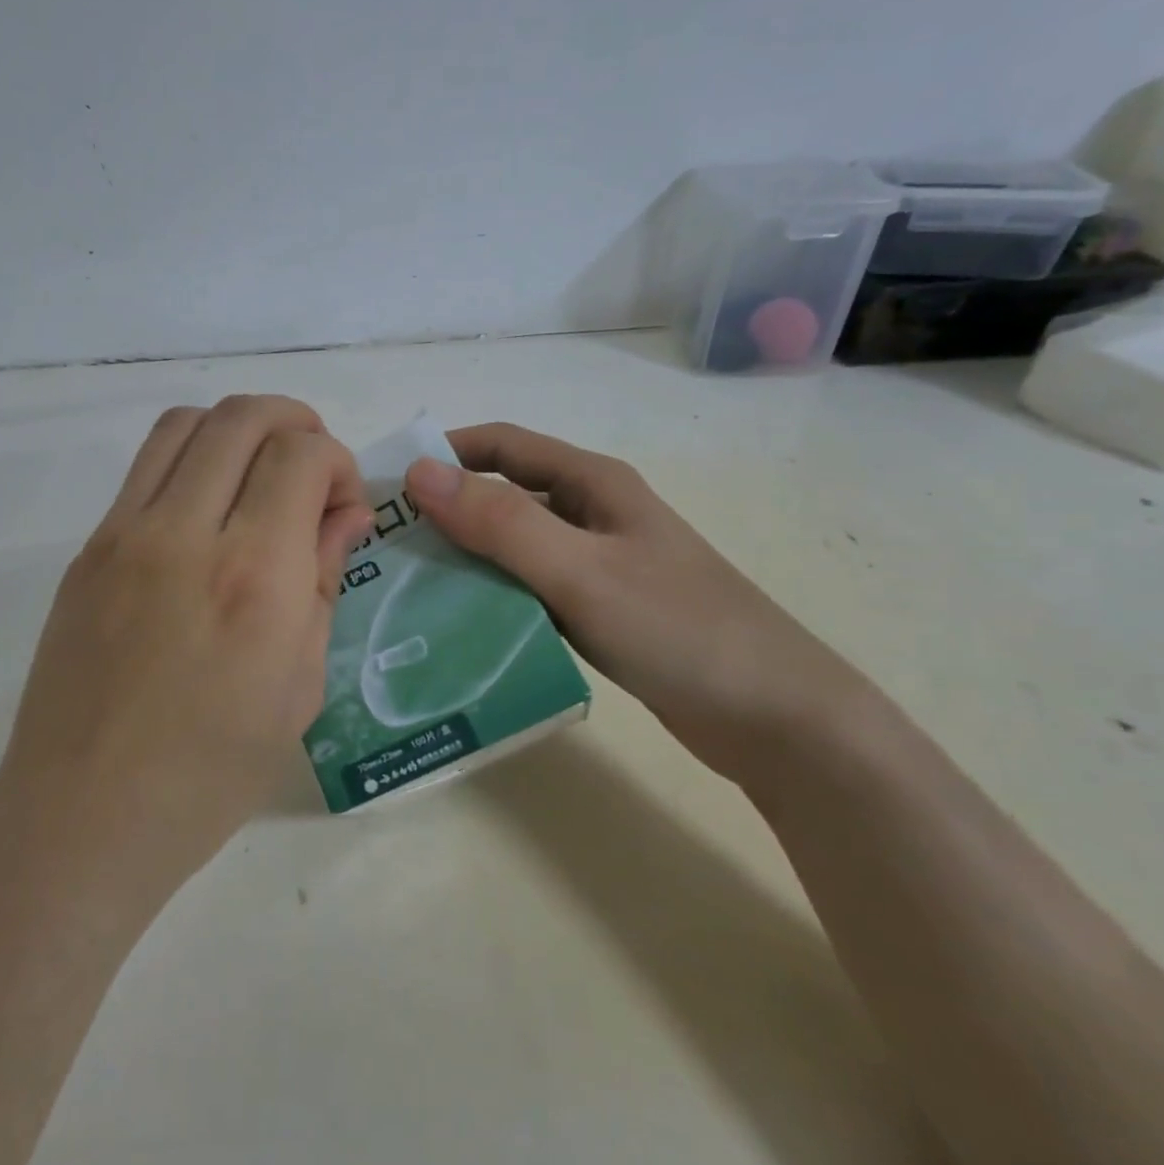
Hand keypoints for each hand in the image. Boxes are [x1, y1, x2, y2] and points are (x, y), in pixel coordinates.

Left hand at [0, 395, 372, 883]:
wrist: (85, 815)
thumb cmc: (210, 771)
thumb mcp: (299, 687)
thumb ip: (323, 582)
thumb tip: (345, 514)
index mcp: (253, 577)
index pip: (301, 455)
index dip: (336, 462)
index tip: (342, 506)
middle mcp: (185, 534)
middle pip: (242, 416)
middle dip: (294, 422)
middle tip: (310, 471)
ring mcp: (124, 534)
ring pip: (185, 423)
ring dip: (236, 430)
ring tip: (257, 476)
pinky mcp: (88, 549)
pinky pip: (145, 468)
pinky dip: (190, 462)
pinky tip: (206, 515)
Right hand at [404, 423, 874, 786]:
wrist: (777, 719)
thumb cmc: (679, 629)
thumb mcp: (579, 570)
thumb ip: (499, 522)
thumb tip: (417, 474)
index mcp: (592, 483)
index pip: (500, 445)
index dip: (443, 454)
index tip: (387, 487)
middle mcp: (591, 514)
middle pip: (502, 497)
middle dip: (445, 513)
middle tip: (386, 550)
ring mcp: (598, 565)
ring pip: (514, 547)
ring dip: (465, 559)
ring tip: (409, 590)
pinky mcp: (600, 611)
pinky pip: (530, 590)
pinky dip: (494, 598)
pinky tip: (461, 627)